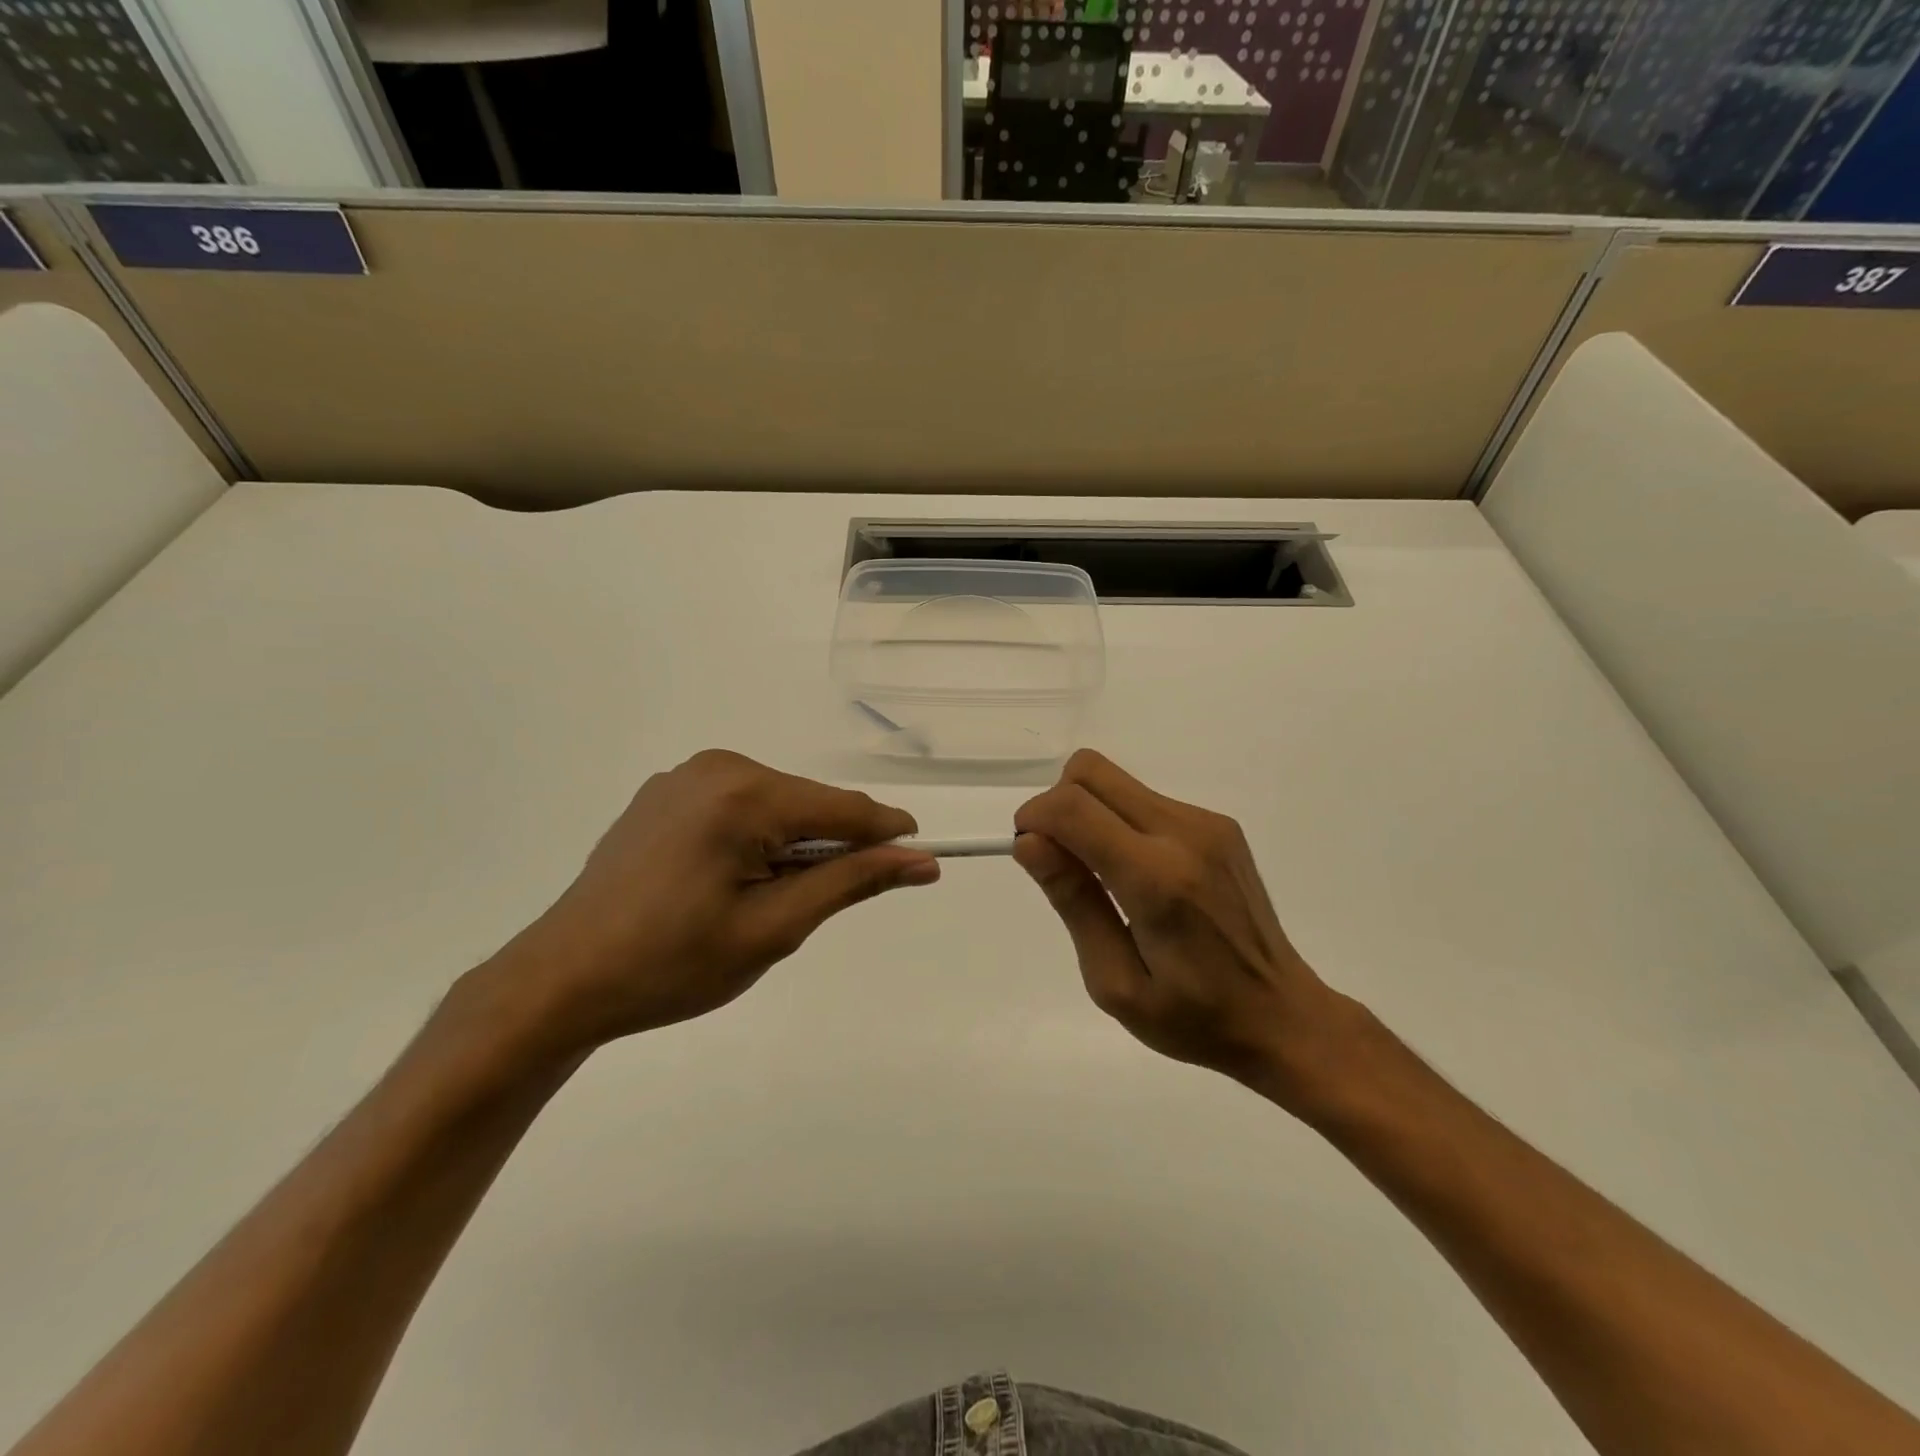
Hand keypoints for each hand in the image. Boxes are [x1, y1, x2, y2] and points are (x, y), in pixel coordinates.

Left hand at [489, 750, 938, 1048]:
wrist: (562, 981)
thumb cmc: (673, 964)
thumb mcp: (774, 928)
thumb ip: (851, 882)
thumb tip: (920, 860)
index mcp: (743, 793)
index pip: (843, 808)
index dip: (887, 834)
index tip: (922, 860)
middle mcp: (716, 766)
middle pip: (808, 803)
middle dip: (831, 847)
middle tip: (815, 907)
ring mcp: (684, 777)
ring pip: (775, 805)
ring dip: (792, 845)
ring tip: (763, 902)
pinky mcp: (664, 794)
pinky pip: (737, 807)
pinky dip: (756, 838)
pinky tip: (727, 882)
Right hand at [1013, 750, 1347, 1102]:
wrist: (1284, 1016)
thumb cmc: (1193, 1017)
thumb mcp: (1115, 982)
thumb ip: (1073, 902)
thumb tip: (1029, 842)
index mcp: (1157, 880)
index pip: (1073, 808)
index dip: (1034, 818)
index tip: (1029, 854)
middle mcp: (1185, 834)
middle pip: (1091, 771)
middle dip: (1056, 804)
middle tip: (1060, 860)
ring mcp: (1207, 823)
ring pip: (1116, 780)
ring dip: (1088, 812)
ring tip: (1102, 876)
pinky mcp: (1219, 825)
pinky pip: (1145, 799)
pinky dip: (1119, 821)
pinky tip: (1138, 875)